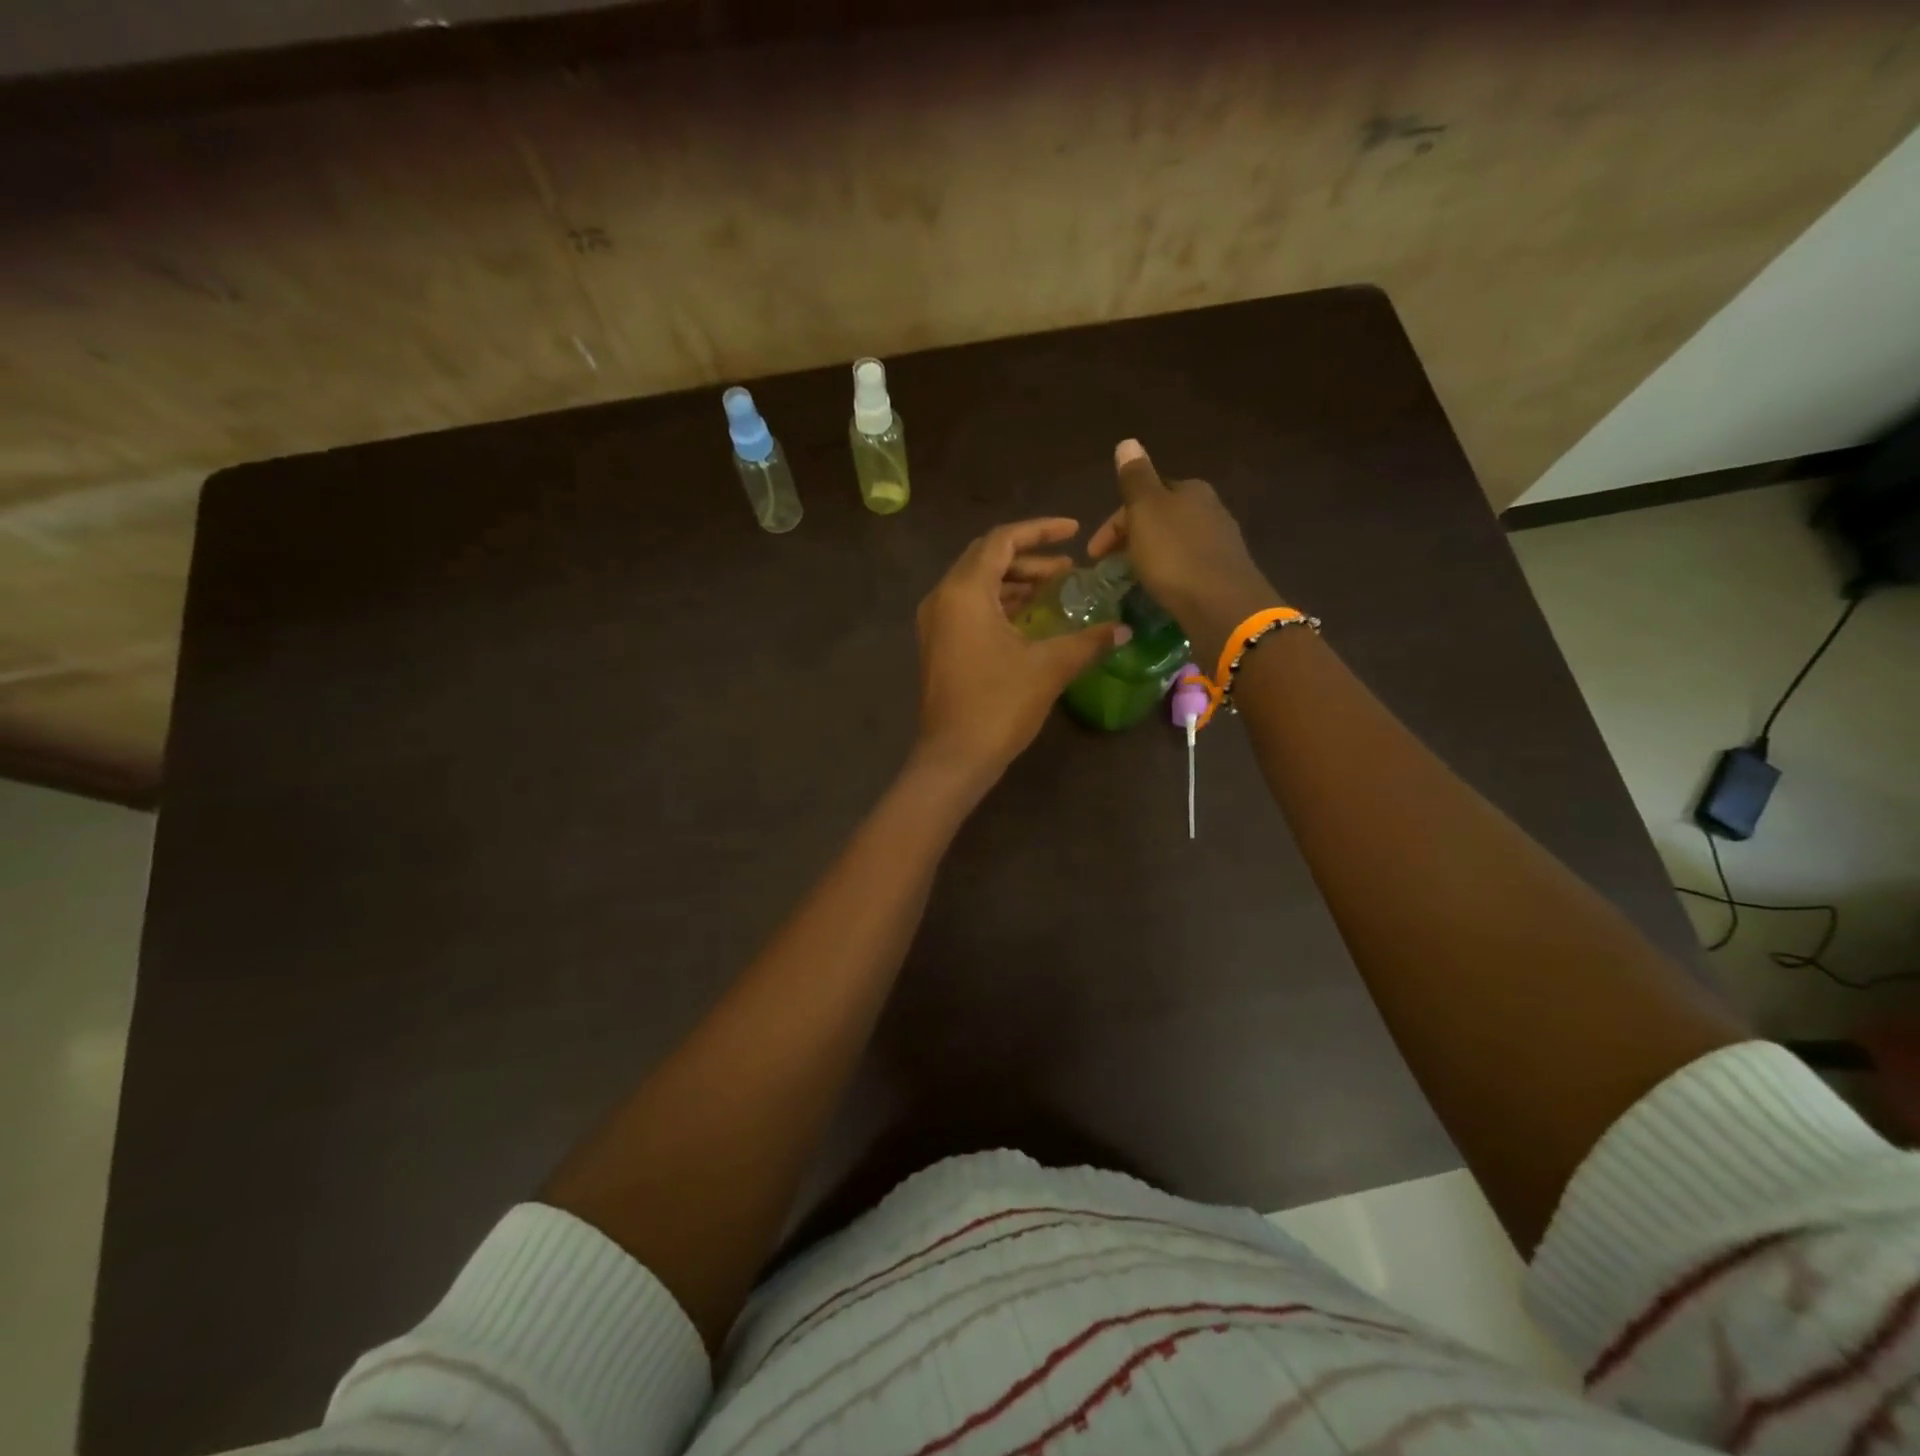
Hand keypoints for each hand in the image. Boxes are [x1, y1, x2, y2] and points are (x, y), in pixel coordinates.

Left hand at [913, 518, 1130, 789]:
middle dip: (1029, 557)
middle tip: (1067, 568)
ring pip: (977, 584)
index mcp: (965, 591)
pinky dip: (1000, 603)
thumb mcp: (1049, 667)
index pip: (1002, 540)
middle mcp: (943, 597)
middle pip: (986, 558)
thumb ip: (1088, 641)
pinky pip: (970, 607)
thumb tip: (1123, 629)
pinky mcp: (938, 645)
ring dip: (1014, 581)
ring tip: (1055, 589)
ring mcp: (936, 623)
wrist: (954, 757)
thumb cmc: (999, 705)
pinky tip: (1030, 618)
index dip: (1040, 531)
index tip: (1074, 530)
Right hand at [1087, 440, 1281, 665]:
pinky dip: (1167, 573)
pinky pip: (1186, 566)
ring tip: (1131, 580)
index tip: (1093, 554)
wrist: (1220, 605)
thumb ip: (1135, 478)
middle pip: (1159, 518)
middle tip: (1109, 567)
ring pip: (1172, 542)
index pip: (1144, 495)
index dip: (1114, 522)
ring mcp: (1220, 542)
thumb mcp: (1145, 510)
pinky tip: (1160, 589)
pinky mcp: (1223, 573)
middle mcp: (1210, 508)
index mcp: (1190, 489)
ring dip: (1148, 556)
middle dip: (1131, 538)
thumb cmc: (1174, 555)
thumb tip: (1127, 442)